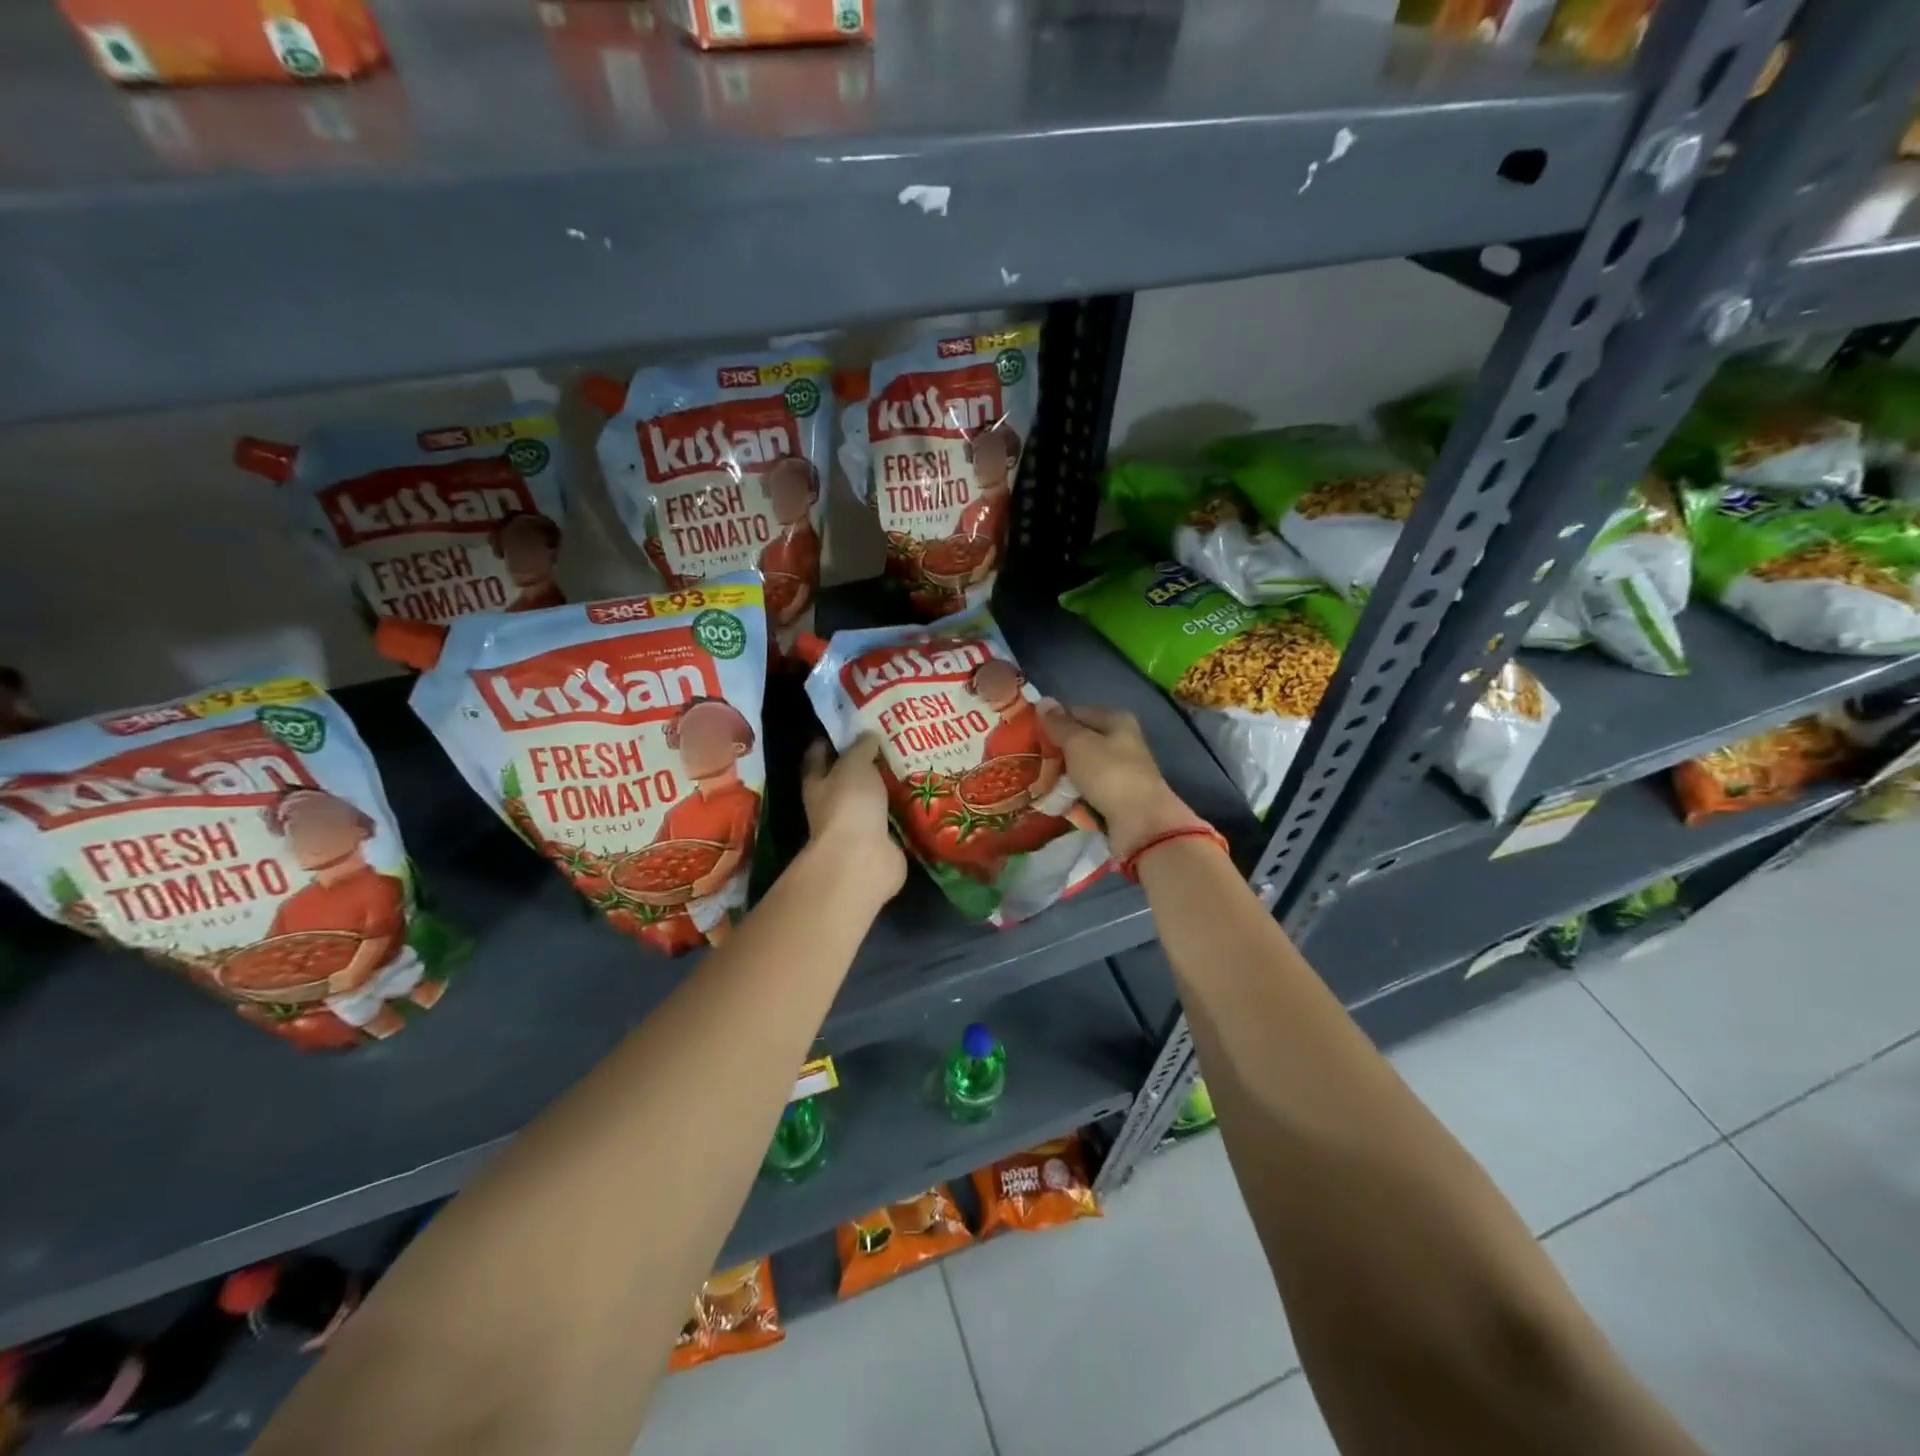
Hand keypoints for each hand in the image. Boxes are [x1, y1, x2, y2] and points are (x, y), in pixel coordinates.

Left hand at [802, 734, 906, 898]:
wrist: (862, 858)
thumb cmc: (849, 804)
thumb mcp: (854, 765)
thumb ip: (861, 748)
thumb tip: (868, 734)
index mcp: (818, 783)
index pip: (817, 757)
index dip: (828, 741)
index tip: (848, 725)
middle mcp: (833, 805)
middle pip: (847, 779)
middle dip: (864, 763)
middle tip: (890, 741)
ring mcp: (857, 826)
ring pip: (872, 800)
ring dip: (887, 787)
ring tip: (913, 764)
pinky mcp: (881, 841)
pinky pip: (893, 820)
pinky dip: (904, 810)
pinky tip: (922, 795)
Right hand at [1039, 704, 1204, 858]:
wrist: (1141, 822)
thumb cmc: (1109, 773)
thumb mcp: (1078, 743)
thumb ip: (1059, 724)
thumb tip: (1044, 701)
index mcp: (1116, 720)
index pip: (1076, 712)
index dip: (1053, 722)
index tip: (1029, 736)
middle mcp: (1121, 741)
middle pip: (1080, 741)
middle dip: (1056, 752)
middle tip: (1030, 762)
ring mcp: (1120, 770)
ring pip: (1082, 767)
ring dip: (1062, 776)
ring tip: (1039, 784)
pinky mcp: (1117, 796)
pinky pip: (1088, 790)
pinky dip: (1074, 794)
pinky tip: (1057, 800)